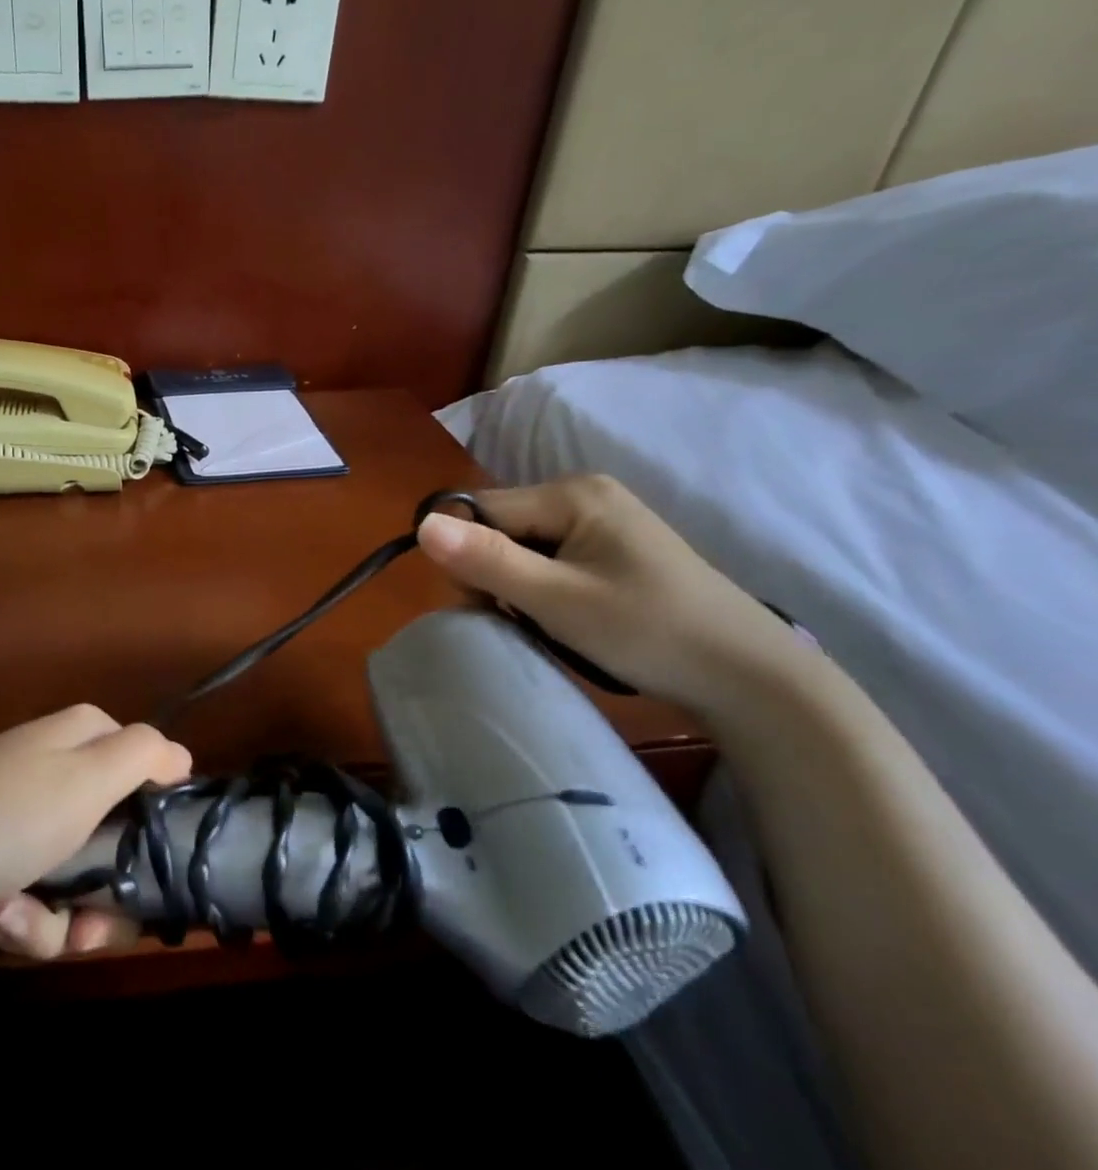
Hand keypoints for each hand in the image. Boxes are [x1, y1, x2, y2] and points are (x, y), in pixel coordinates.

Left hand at [0, 704, 191, 956]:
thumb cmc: (2, 816)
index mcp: (81, 738)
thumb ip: (142, 756)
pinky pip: (37, 893)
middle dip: (104, 895)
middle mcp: (56, 770)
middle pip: (117, 840)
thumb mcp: (85, 778)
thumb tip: (182, 756)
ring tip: (17, 920)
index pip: (148, 771)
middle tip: (87, 925)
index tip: (152, 870)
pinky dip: (23, 917)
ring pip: (79, 879)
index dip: (155, 823)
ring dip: (59, 917)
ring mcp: (23, 815)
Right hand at [417, 475, 797, 717]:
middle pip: (499, 526)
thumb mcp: (557, 600)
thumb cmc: (649, 632)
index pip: (480, 511)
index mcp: (571, 493)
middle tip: (527, 620)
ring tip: (551, 623)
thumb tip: (420, 525)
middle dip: (495, 573)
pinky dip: (543, 589)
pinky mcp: (612, 548)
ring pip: (521, 546)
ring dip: (518, 586)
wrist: (749, 676)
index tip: (490, 605)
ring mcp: (602, 521)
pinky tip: (567, 617)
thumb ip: (487, 560)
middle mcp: (584, 494)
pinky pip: (549, 559)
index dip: (468, 557)